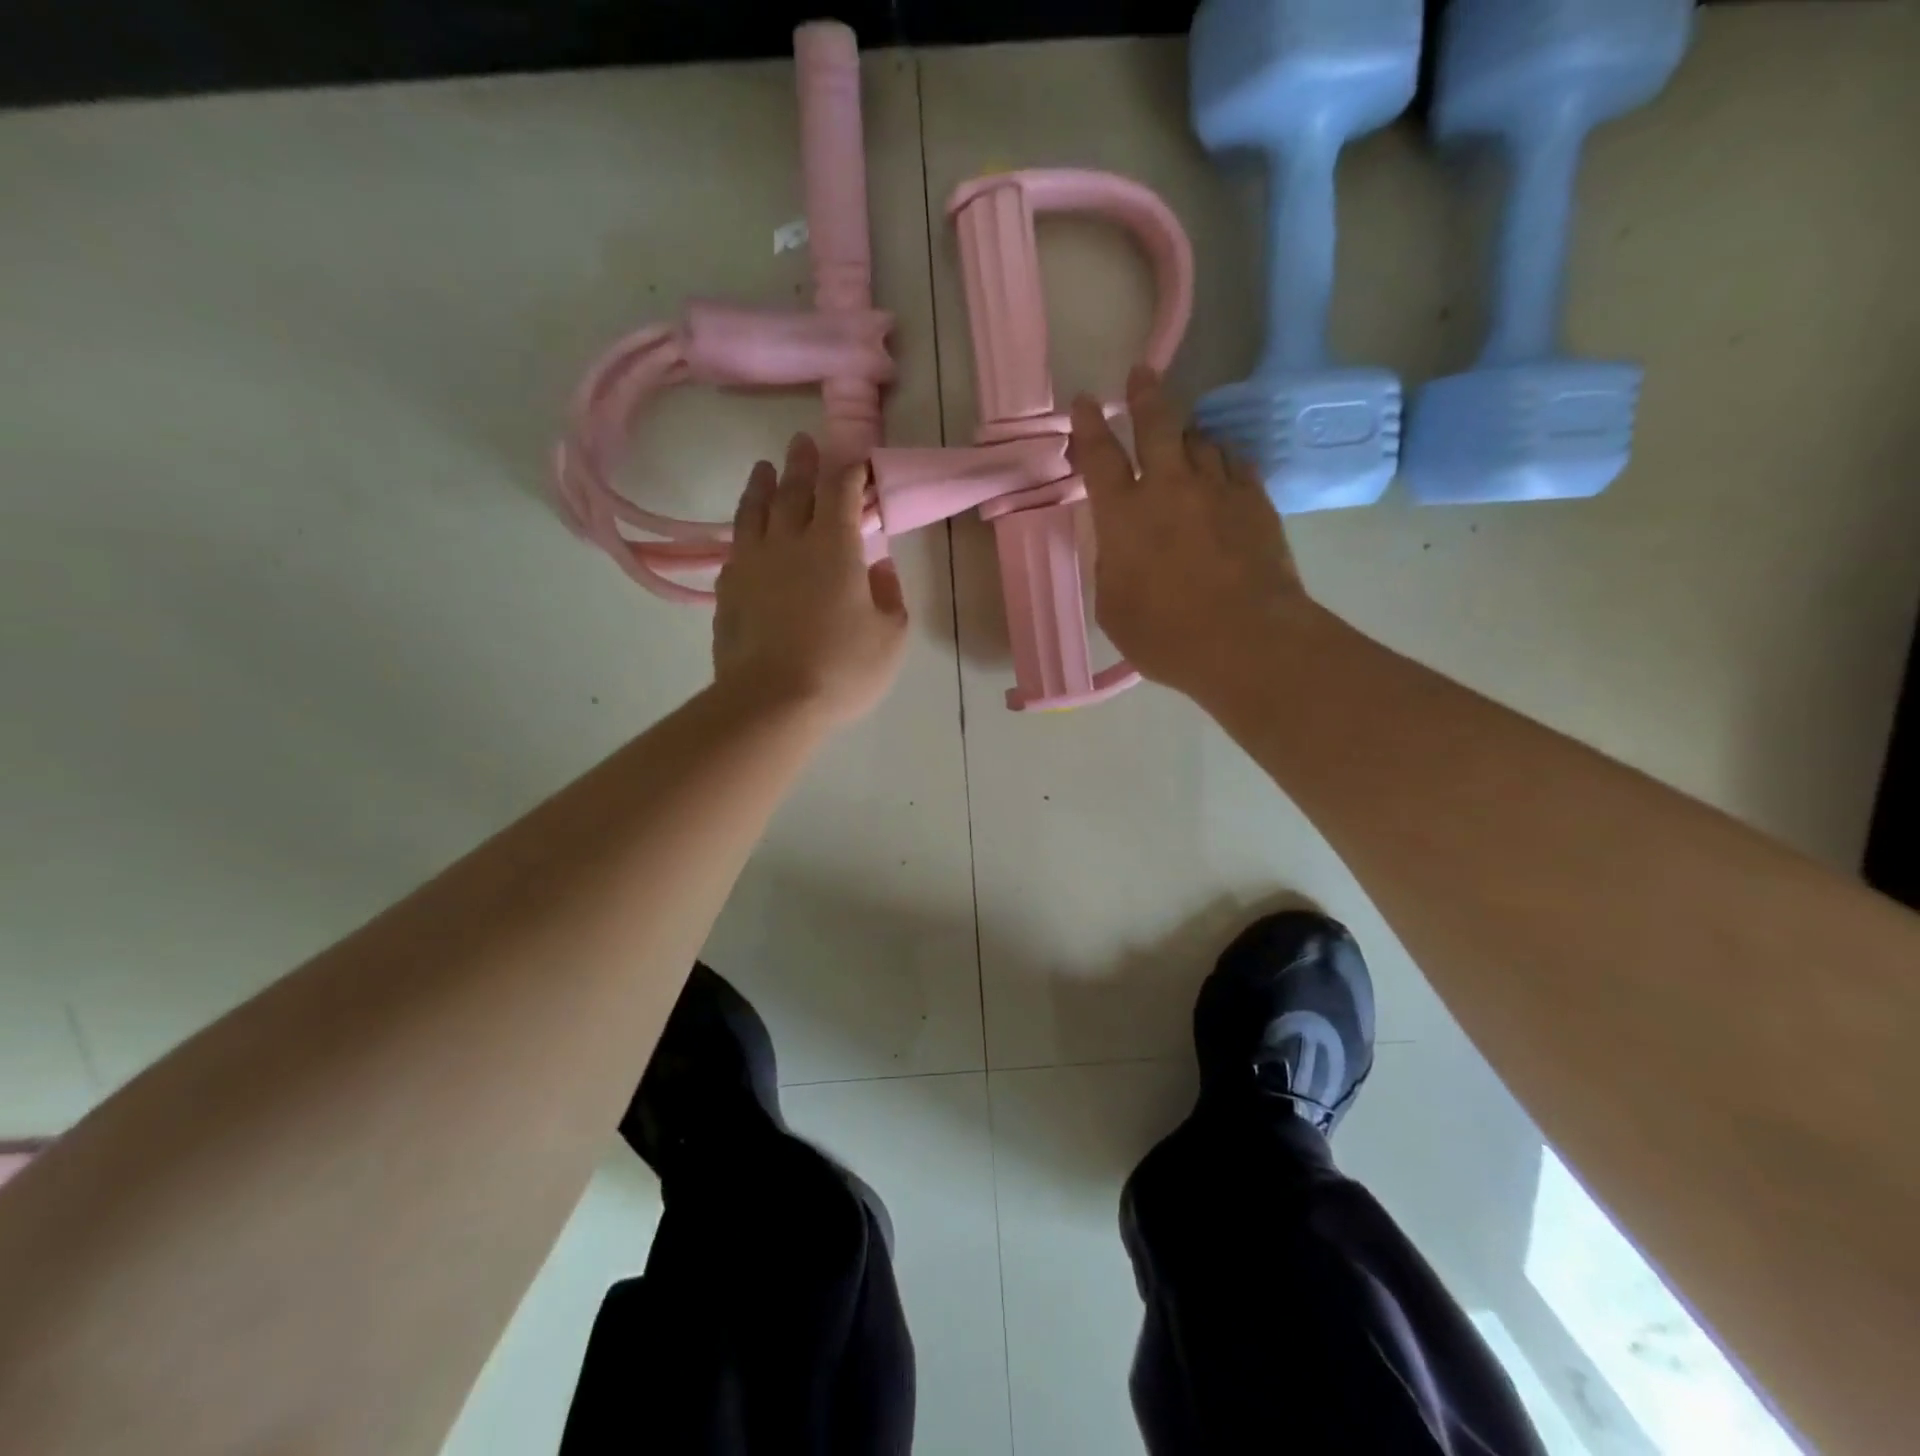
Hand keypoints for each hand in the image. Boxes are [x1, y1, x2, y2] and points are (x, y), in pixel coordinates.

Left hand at [712, 434, 908, 724]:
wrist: (771, 701)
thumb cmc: (842, 668)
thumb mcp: (890, 636)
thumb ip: (889, 595)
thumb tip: (879, 566)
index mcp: (834, 546)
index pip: (840, 490)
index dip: (850, 470)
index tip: (857, 461)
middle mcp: (789, 542)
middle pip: (794, 490)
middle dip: (803, 463)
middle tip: (803, 442)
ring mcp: (752, 563)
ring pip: (755, 511)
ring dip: (763, 485)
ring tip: (765, 469)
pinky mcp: (728, 590)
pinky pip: (737, 548)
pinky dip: (745, 532)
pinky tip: (748, 536)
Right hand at [1068, 365, 1312, 703]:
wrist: (1247, 641)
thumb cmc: (1167, 638)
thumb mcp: (1114, 610)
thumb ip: (1111, 567)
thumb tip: (1120, 545)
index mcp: (1124, 517)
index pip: (1100, 457)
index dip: (1088, 427)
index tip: (1084, 401)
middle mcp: (1169, 488)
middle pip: (1156, 425)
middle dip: (1145, 395)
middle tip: (1142, 374)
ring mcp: (1217, 489)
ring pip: (1200, 439)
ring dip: (1186, 434)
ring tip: (1183, 437)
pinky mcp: (1256, 500)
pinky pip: (1235, 462)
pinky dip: (1221, 459)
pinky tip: (1220, 468)